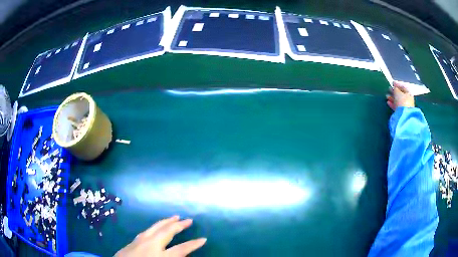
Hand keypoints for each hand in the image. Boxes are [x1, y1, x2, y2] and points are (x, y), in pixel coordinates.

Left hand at [115, 216, 205, 256]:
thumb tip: (183, 255)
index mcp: (159, 255)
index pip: (182, 249)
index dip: (194, 244)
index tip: (203, 239)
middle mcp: (151, 244)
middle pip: (167, 231)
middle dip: (179, 225)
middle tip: (188, 219)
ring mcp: (141, 240)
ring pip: (156, 227)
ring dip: (167, 221)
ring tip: (175, 216)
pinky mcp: (133, 240)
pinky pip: (147, 230)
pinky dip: (156, 226)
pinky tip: (157, 226)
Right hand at [386, 81, 414, 110]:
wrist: (404, 116)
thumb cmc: (402, 101)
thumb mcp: (397, 92)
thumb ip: (395, 89)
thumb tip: (394, 88)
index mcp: (409, 93)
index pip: (403, 87)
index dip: (397, 84)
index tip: (392, 83)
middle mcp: (408, 100)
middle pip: (400, 94)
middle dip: (394, 92)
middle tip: (389, 89)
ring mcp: (405, 107)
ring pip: (398, 100)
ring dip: (392, 98)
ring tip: (387, 96)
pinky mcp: (401, 112)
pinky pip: (396, 106)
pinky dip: (392, 104)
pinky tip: (388, 102)